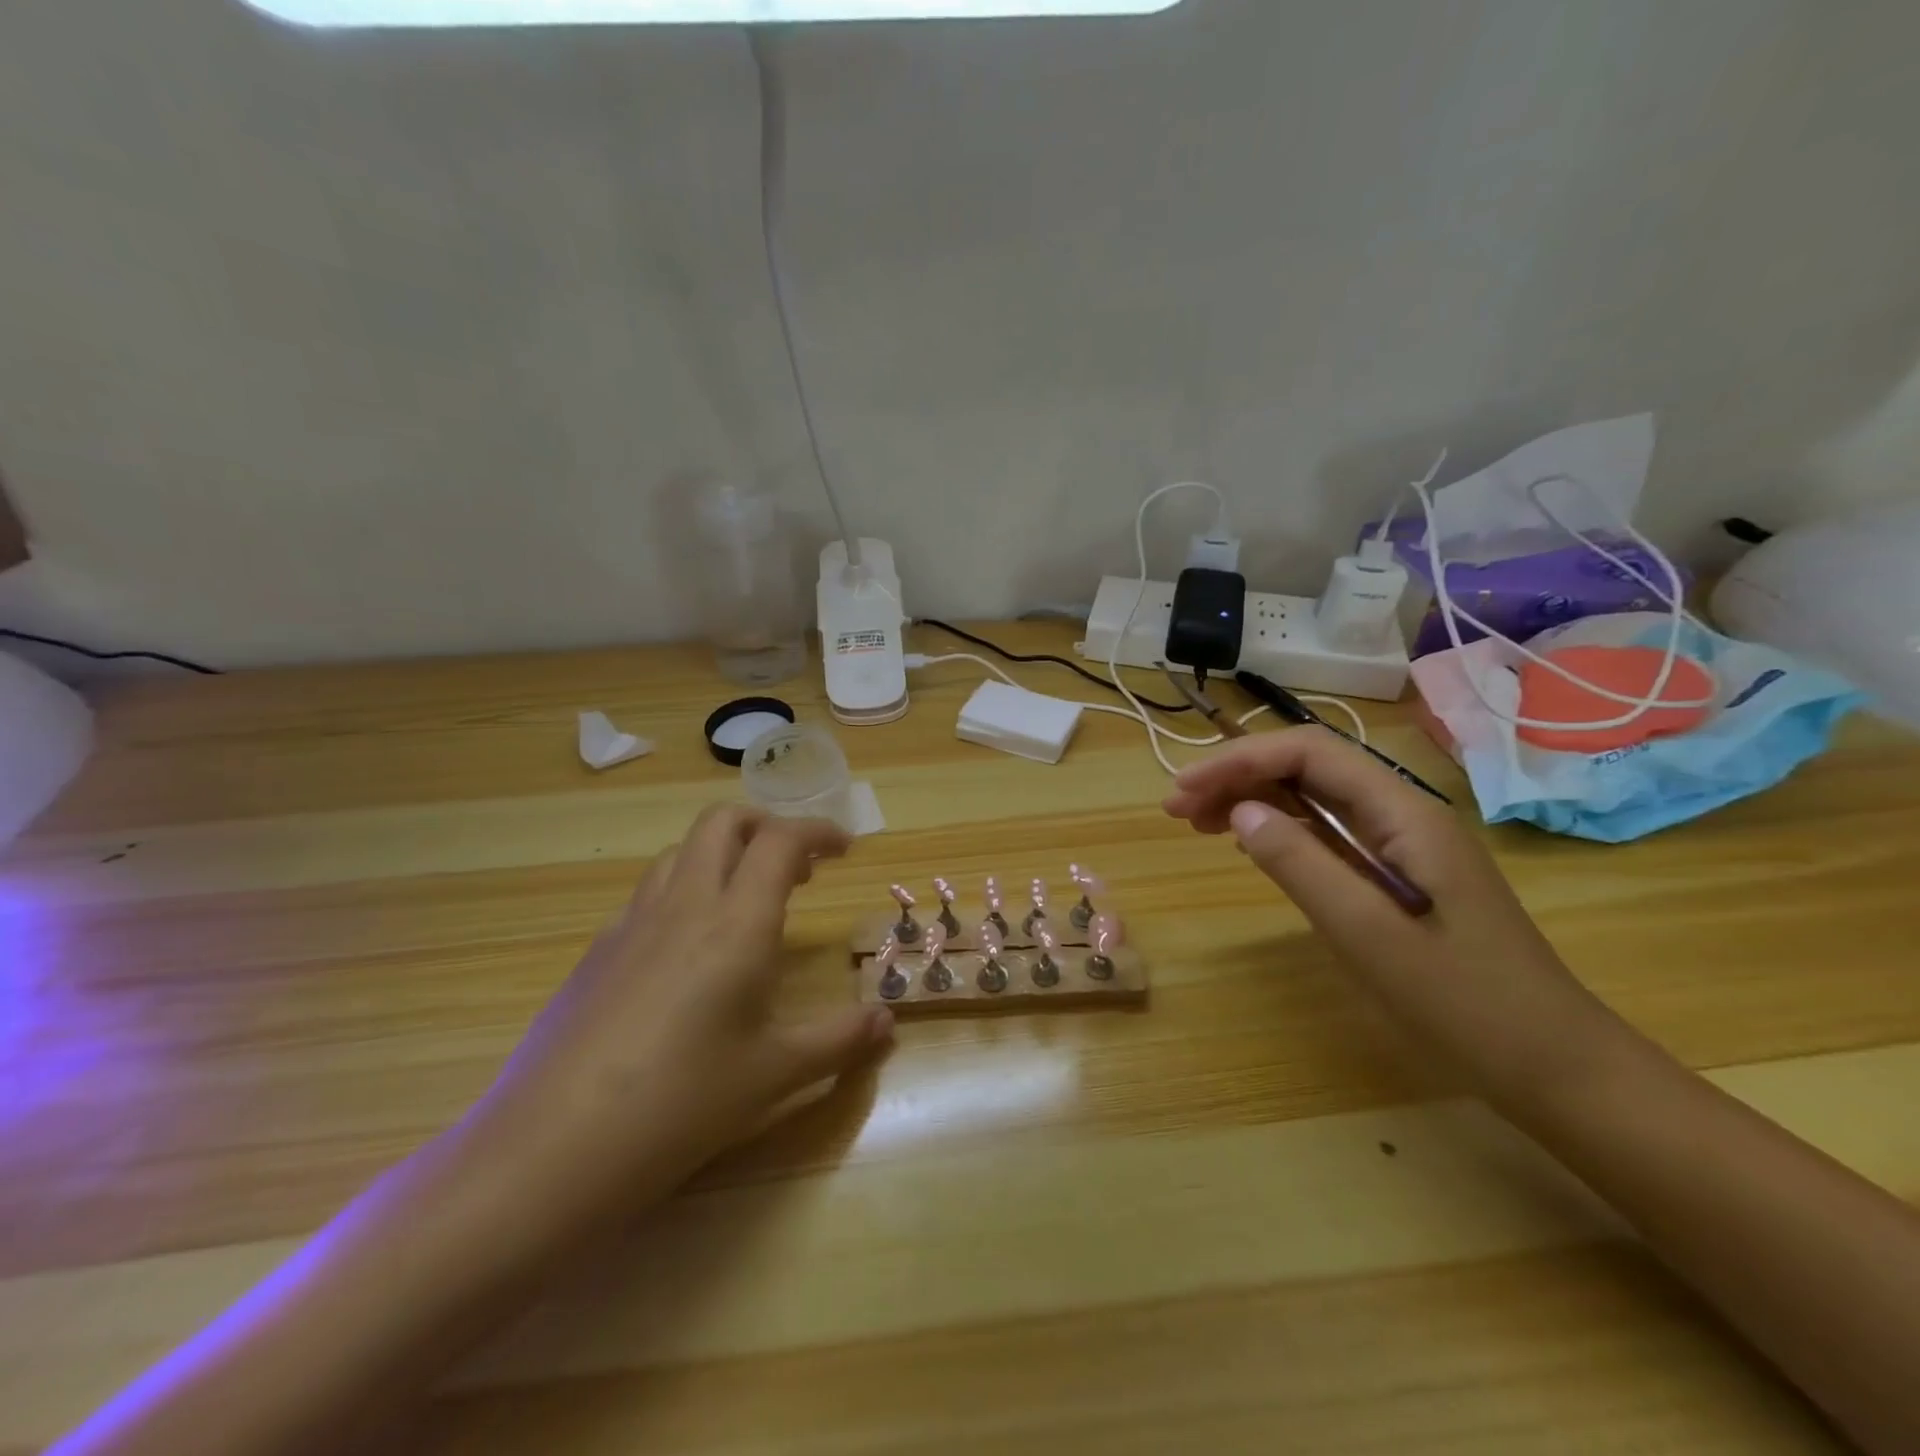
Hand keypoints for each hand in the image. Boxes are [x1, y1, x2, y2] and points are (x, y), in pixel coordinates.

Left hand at [469, 805, 892, 1235]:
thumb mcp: (774, 1075)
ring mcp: (631, 925)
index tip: (845, 849)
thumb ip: (839, 1040)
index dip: (818, 831)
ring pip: (680, 852)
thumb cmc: (680, 1105)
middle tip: (797, 867)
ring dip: (722, 854)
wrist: (549, 1153)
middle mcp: (684, 906)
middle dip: (766, 826)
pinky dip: (683, 892)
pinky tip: (687, 951)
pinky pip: (648, 895)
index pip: (781, 842)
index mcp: (736, 924)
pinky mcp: (595, 954)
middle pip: (722, 823)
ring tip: (746, 899)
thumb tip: (888, 1023)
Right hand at [1163, 727, 1626, 1105]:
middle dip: (1238, 775)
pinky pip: (1328, 831)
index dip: (1239, 761)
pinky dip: (1280, 828)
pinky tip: (1250, 842)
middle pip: (1308, 767)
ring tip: (1198, 821)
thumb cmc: (1466, 1004)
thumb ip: (1301, 864)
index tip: (1184, 790)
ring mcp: (1403, 844)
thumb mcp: (1369, 935)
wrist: (1556, 1067)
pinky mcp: (1398, 873)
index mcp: (1405, 814)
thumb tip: (1242, 812)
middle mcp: (1404, 814)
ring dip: (1253, 798)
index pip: (1309, 754)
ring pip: (1314, 797)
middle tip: (1178, 808)